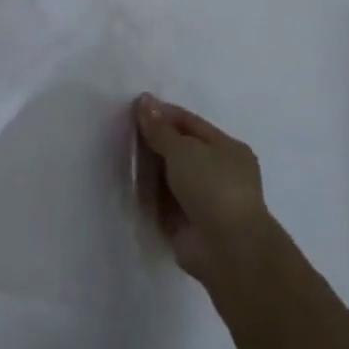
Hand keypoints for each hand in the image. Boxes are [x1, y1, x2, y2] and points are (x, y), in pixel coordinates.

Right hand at [135, 94, 276, 286]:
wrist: (227, 248)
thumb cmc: (212, 187)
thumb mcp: (183, 149)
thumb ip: (160, 128)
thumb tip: (144, 100)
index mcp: (228, 149)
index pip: (190, 123)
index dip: (163, 114)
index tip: (134, 108)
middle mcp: (218, 172)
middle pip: (179, 149)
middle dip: (154, 141)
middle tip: (123, 132)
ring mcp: (204, 200)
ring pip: (170, 176)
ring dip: (149, 168)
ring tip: (121, 156)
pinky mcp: (188, 223)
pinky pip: (164, 201)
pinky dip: (149, 194)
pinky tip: (129, 184)